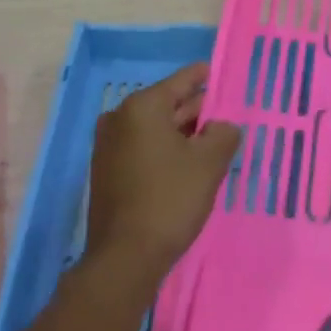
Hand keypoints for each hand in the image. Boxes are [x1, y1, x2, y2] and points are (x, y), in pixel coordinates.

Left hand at [86, 62, 241, 283]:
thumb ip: (223, 134)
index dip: (202, 77)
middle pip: (166, 104)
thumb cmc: (169, 200)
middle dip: (195, 109)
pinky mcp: (106, 172)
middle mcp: (120, 119)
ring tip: (211, 139)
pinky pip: (142, 148)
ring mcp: (108, 147)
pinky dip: (164, 150)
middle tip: (223, 112)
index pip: (180, 81)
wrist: (124, 259)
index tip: (217, 72)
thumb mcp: (208, 163)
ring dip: (181, 133)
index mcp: (142, 107)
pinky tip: (186, 163)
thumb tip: (223, 126)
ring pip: (154, 129)